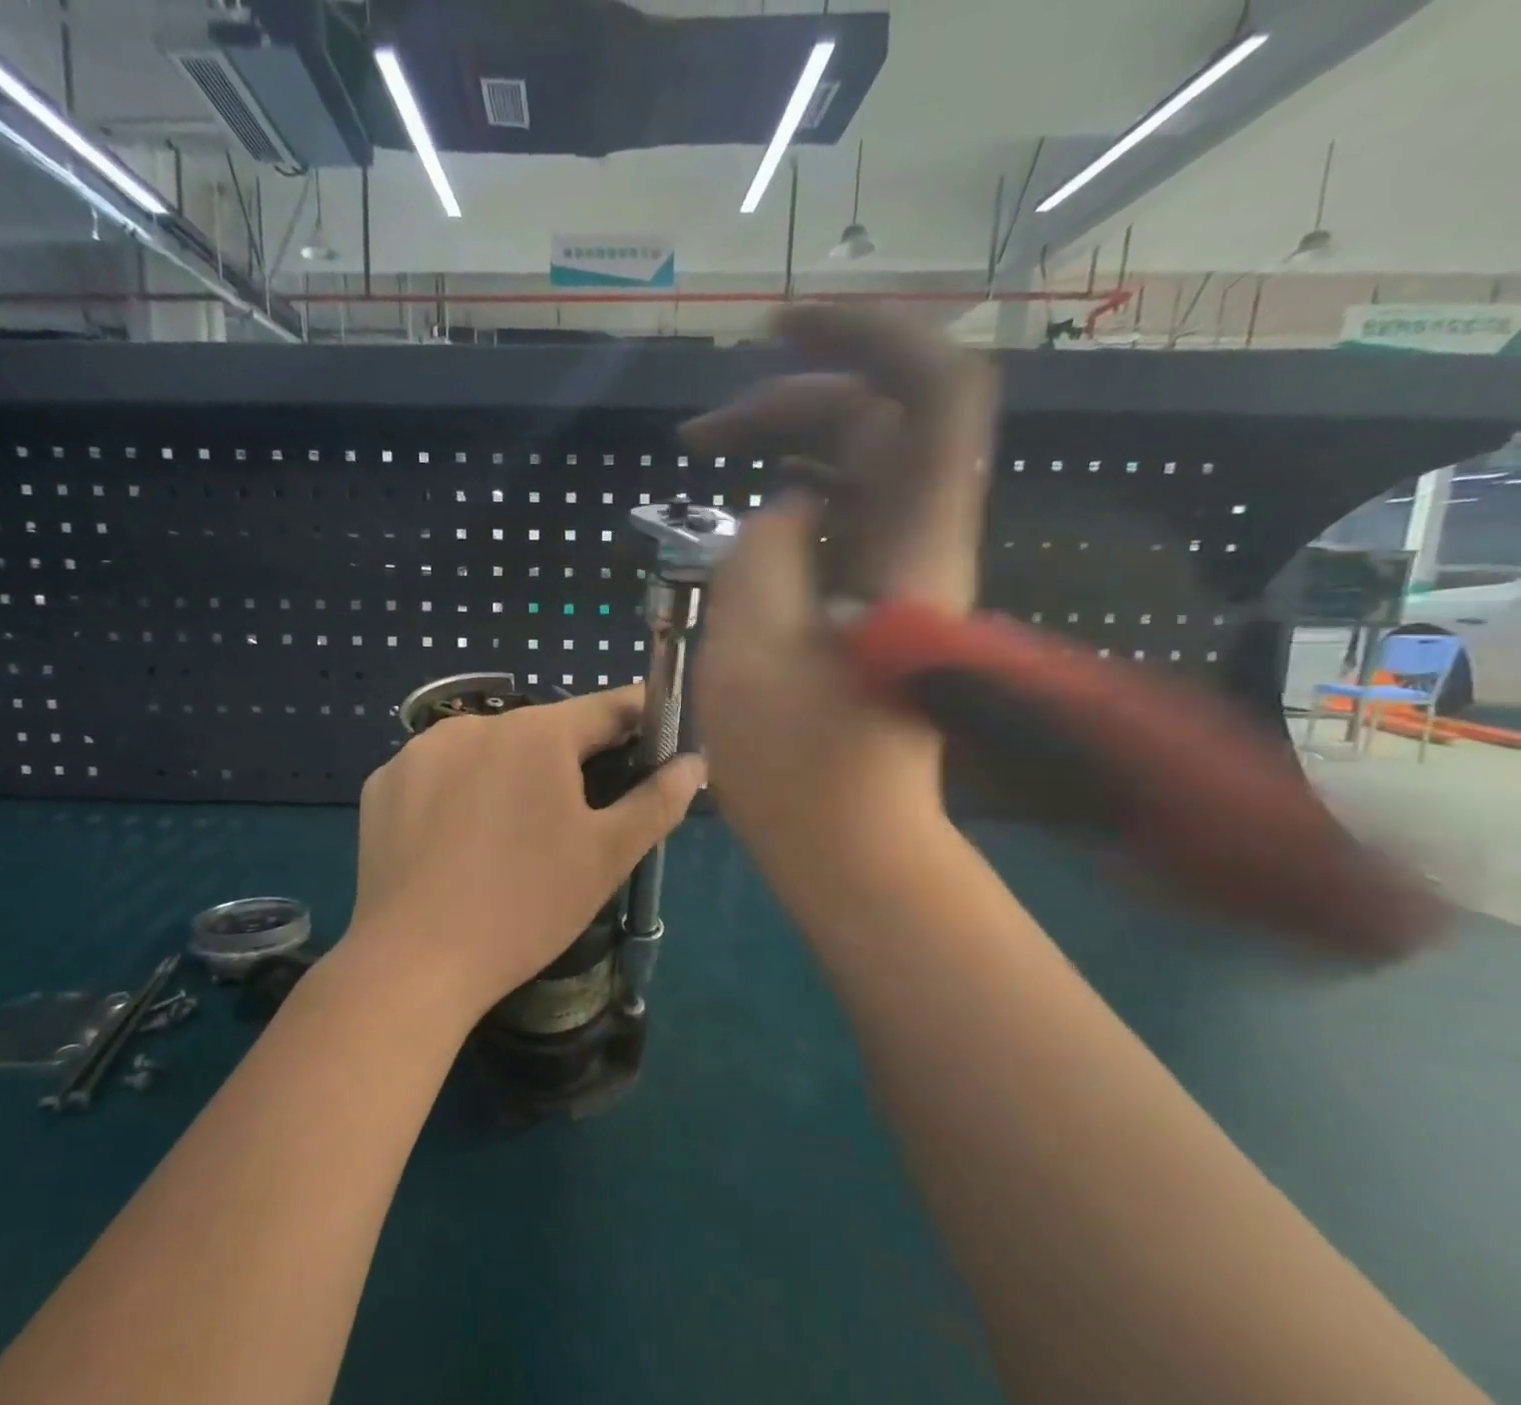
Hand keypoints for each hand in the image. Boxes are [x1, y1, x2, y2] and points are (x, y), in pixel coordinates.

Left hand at [348, 686, 704, 1018]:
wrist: (413, 961)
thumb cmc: (526, 905)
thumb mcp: (606, 857)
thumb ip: (658, 801)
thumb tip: (694, 762)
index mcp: (536, 733)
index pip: (607, 707)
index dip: (641, 719)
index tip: (659, 735)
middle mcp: (475, 724)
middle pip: (543, 731)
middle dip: (572, 759)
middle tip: (585, 810)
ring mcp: (419, 750)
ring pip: (487, 751)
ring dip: (511, 774)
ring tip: (515, 833)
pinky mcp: (383, 782)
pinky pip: (439, 774)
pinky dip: (459, 793)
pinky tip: (460, 841)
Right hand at [683, 306, 996, 872]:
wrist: (849, 845)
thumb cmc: (798, 765)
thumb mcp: (751, 646)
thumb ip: (764, 547)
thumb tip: (788, 508)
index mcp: (912, 545)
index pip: (934, 391)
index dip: (865, 332)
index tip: (773, 329)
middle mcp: (923, 542)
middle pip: (879, 421)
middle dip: (790, 401)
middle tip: (699, 433)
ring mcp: (902, 572)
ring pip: (858, 468)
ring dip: (786, 448)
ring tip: (708, 459)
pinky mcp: (877, 602)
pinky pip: (845, 517)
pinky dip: (794, 499)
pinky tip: (748, 514)